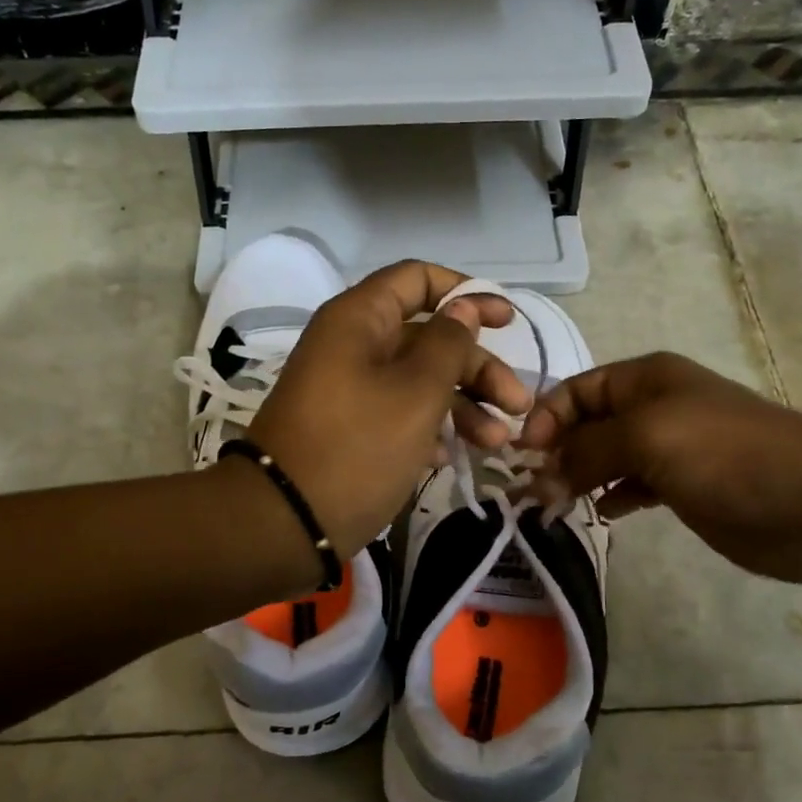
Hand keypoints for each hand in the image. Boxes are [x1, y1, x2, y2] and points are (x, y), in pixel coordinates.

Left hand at [244, 261, 529, 557]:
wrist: (284, 522)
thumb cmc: (357, 446)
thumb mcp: (416, 393)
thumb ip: (448, 344)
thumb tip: (463, 307)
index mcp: (360, 319)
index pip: (417, 279)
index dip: (465, 293)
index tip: (506, 322)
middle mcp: (352, 345)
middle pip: (427, 336)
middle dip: (477, 367)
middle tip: (518, 404)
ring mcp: (348, 388)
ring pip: (417, 380)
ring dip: (462, 405)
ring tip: (497, 442)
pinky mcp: (349, 428)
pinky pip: (398, 413)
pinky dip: (429, 428)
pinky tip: (450, 458)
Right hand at [518, 352, 801, 583]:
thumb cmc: (727, 455)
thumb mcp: (647, 438)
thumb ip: (586, 452)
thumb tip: (539, 475)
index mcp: (644, 379)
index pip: (575, 390)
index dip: (545, 418)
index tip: (522, 457)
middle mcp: (653, 407)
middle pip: (587, 424)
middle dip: (556, 451)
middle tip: (530, 490)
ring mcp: (670, 448)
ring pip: (605, 457)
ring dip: (577, 477)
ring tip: (552, 506)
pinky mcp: (684, 487)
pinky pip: (631, 486)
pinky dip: (610, 497)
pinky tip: (599, 514)